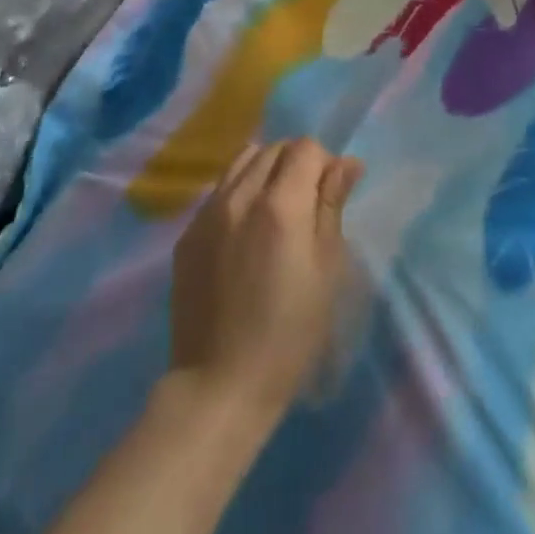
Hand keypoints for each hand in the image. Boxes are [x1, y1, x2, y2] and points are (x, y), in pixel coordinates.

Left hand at [169, 138, 363, 419]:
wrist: (220, 384)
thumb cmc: (290, 333)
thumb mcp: (327, 270)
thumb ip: (332, 207)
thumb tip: (347, 163)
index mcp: (280, 206)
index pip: (305, 148)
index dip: (324, 163)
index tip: (330, 195)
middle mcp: (239, 197)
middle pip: (272, 148)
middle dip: (296, 163)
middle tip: (307, 204)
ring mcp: (206, 214)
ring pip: (242, 162)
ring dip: (265, 172)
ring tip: (275, 212)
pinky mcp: (187, 235)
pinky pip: (219, 191)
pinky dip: (239, 193)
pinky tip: (245, 233)